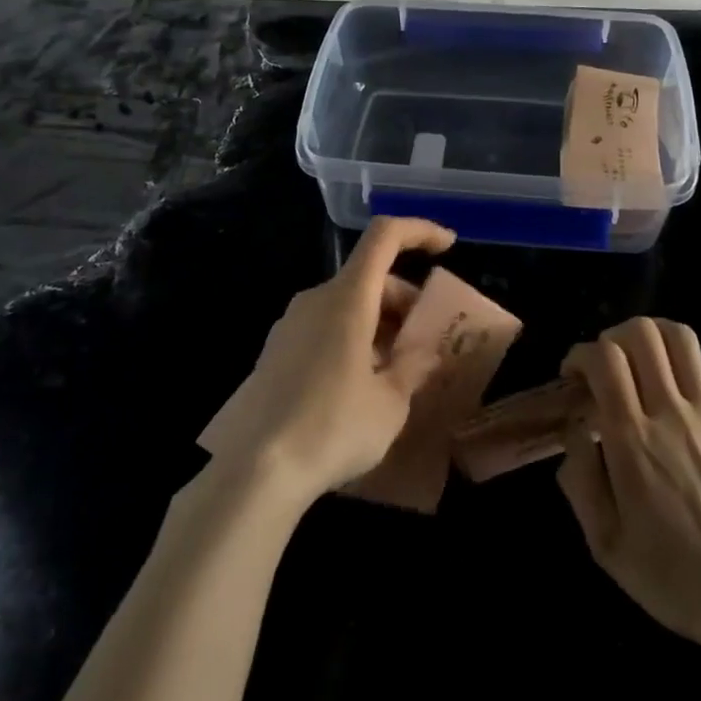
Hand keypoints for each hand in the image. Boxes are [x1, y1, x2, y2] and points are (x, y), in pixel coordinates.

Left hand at [223, 217, 455, 505]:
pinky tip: (360, 389)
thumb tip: (426, 353)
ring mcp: (290, 325)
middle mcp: (316, 299)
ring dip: (380, 325)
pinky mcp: (275, 353)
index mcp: (348, 297)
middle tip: (427, 343)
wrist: (251, 469)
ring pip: (347, 306)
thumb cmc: (331, 426)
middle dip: (405, 300)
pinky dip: (353, 341)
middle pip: (369, 277)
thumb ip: (413, 368)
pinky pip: (325, 329)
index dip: (420, 231)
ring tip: (398, 373)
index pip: (385, 236)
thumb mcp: (390, 404)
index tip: (449, 246)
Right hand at [557, 317, 700, 656]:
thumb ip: (580, 479)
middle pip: (642, 333)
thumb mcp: (606, 545)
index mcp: (633, 441)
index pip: (604, 359)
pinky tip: (669, 395)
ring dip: (649, 337)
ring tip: (637, 364)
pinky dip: (676, 364)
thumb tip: (573, 430)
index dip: (580, 355)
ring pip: (678, 337)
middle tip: (605, 369)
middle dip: (612, 338)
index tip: (574, 379)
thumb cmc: (675, 578)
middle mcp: (670, 413)